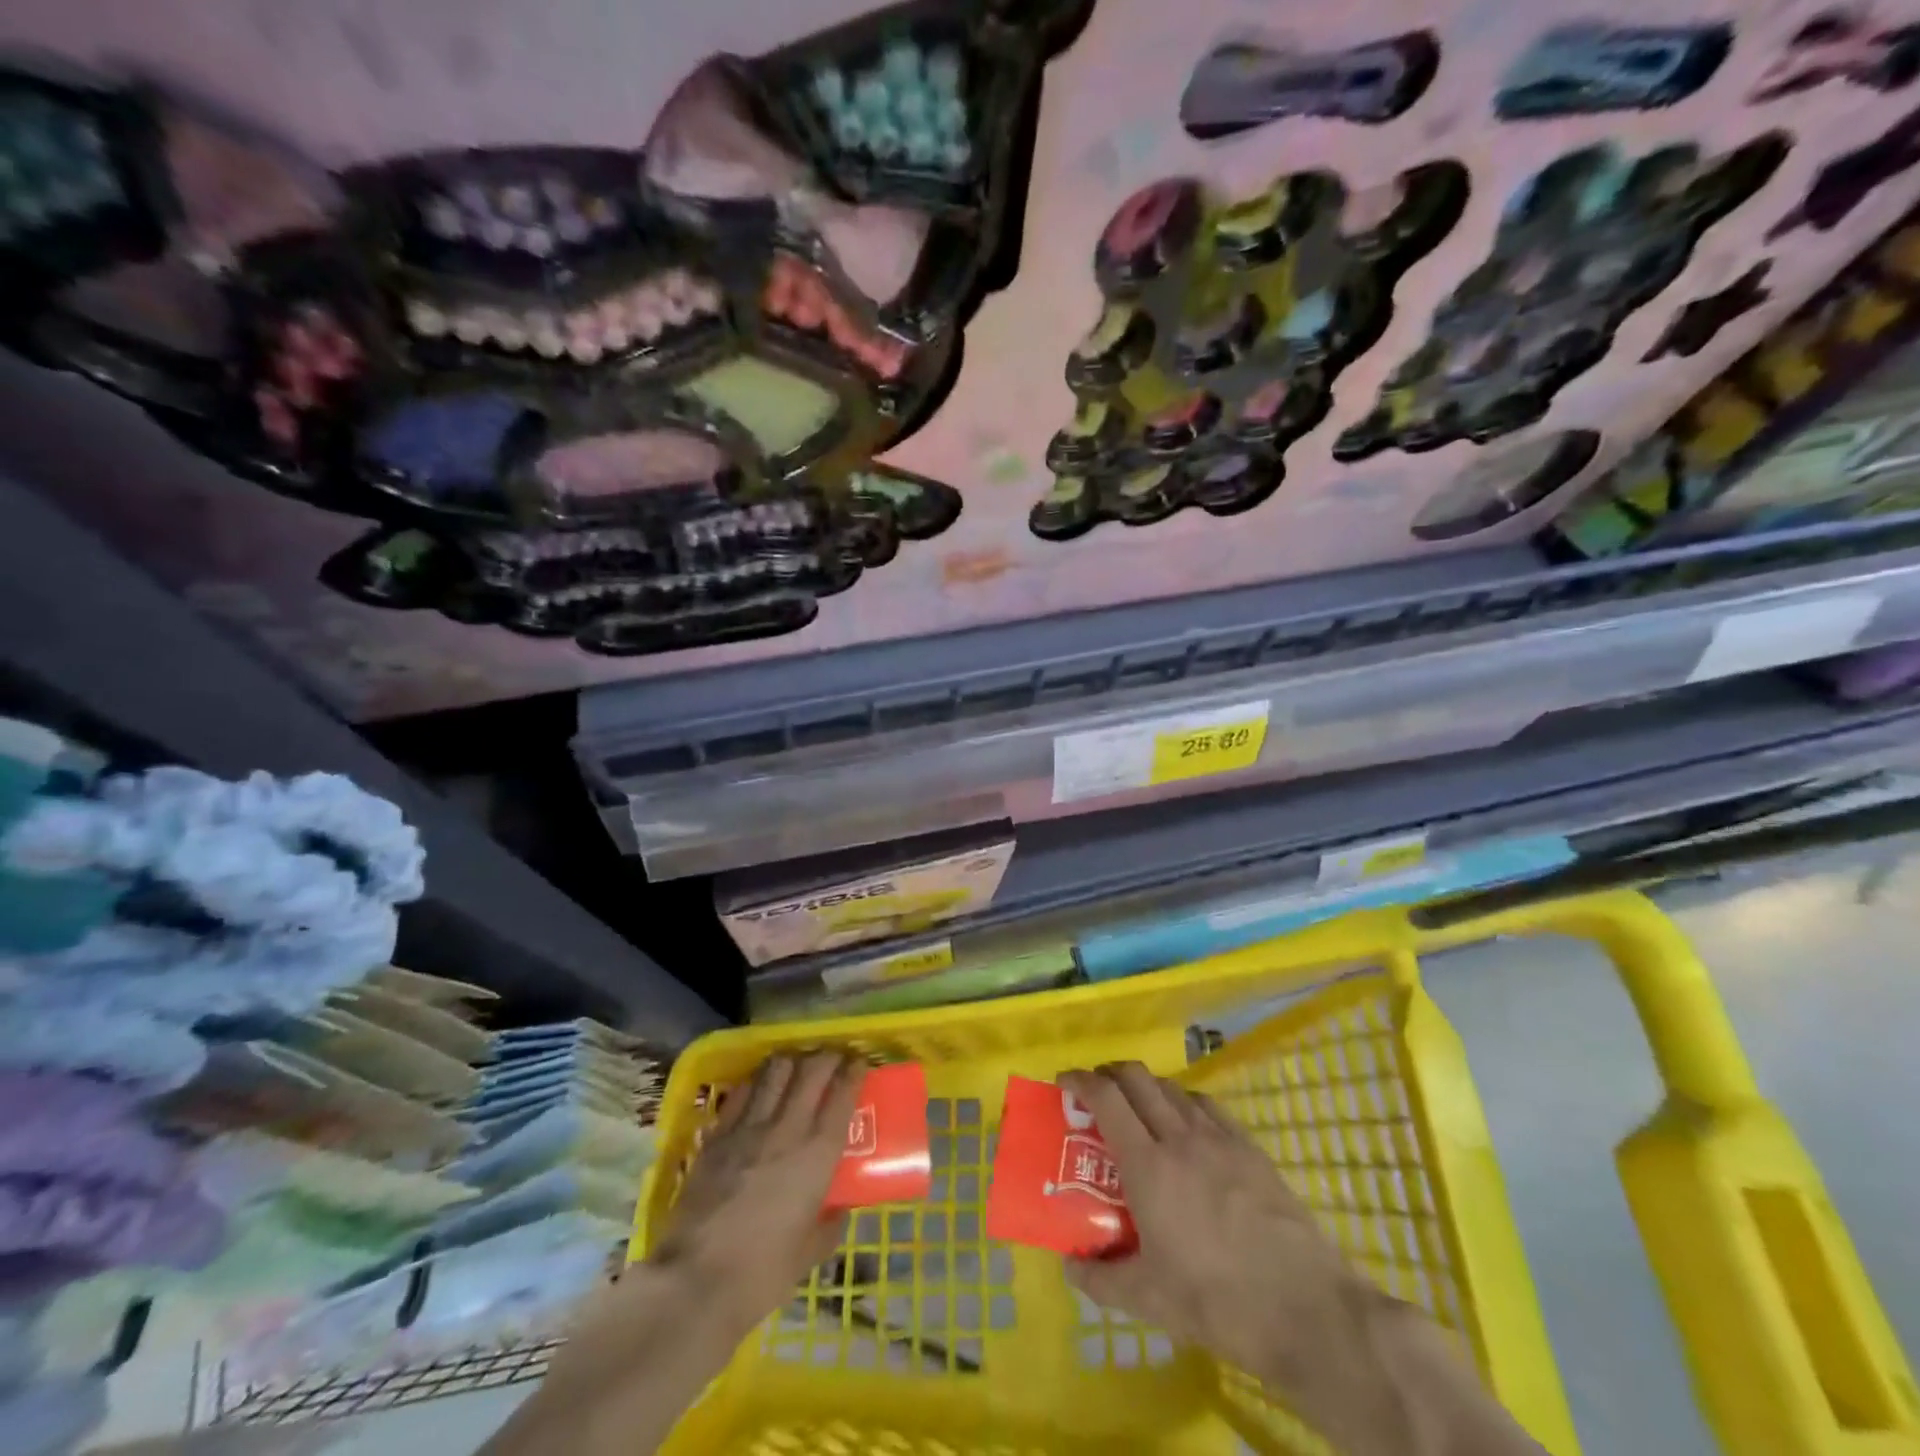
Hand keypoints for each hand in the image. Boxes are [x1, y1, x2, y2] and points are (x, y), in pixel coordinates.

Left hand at [647, 1051, 863, 1334]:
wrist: (694, 1283)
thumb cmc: (761, 1275)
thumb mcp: (809, 1255)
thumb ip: (829, 1226)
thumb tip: (839, 1209)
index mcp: (817, 1155)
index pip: (842, 1095)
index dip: (854, 1072)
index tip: (859, 1064)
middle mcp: (787, 1129)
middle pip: (811, 1071)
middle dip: (827, 1056)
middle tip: (833, 1058)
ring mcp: (748, 1128)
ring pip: (775, 1071)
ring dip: (791, 1061)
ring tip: (797, 1065)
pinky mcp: (717, 1135)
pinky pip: (741, 1092)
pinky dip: (756, 1081)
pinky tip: (759, 1087)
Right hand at [1059, 1063, 1366, 1384]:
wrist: (1307, 1309)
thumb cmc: (1218, 1302)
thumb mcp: (1149, 1301)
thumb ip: (1100, 1278)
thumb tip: (1069, 1264)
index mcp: (1147, 1165)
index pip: (1105, 1098)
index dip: (1080, 1080)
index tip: (1064, 1082)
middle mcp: (1179, 1137)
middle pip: (1137, 1077)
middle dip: (1109, 1073)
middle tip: (1096, 1092)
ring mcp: (1219, 1138)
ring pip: (1172, 1087)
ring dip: (1146, 1087)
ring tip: (1138, 1110)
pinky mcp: (1250, 1147)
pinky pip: (1207, 1105)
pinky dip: (1184, 1102)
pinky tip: (1187, 1126)